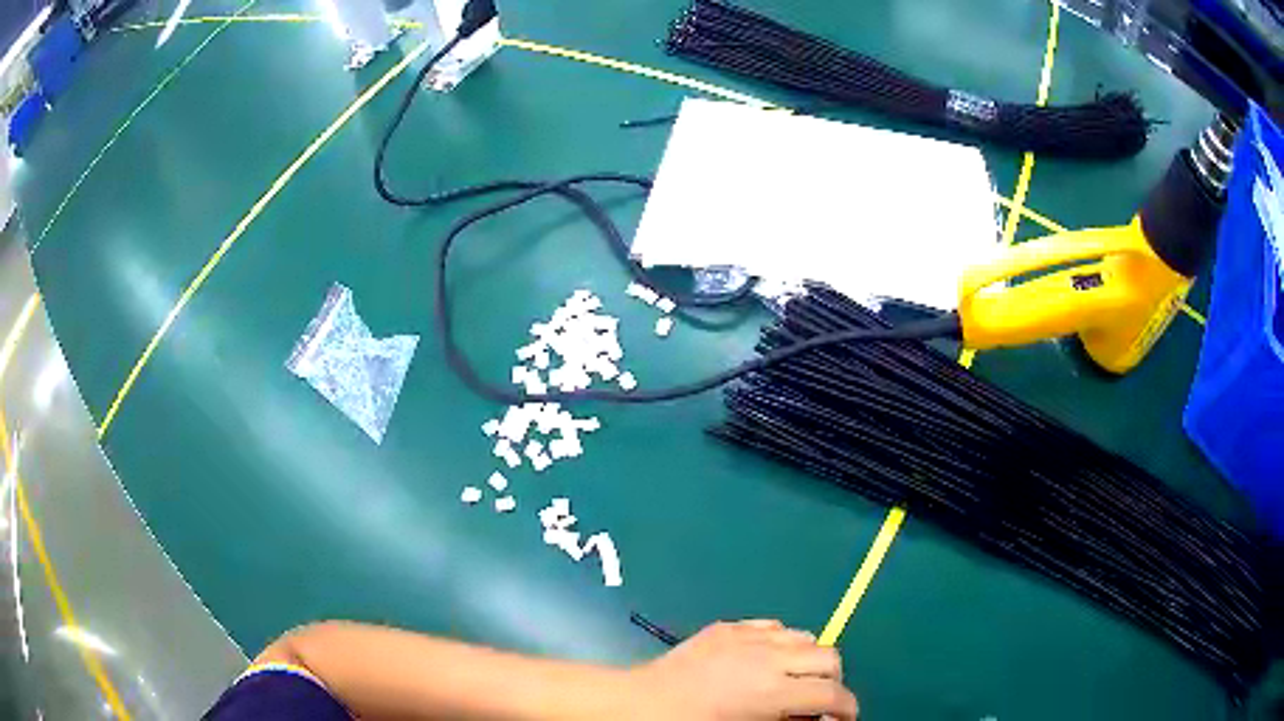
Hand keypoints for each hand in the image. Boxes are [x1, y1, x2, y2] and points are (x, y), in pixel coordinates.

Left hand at [624, 619, 858, 719]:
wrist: (640, 704)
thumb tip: (818, 718)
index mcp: (774, 691)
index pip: (832, 694)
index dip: (847, 708)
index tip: (844, 718)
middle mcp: (768, 656)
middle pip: (829, 656)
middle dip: (833, 680)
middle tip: (819, 701)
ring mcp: (747, 636)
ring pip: (804, 636)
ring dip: (809, 658)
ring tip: (793, 678)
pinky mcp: (727, 626)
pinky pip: (772, 626)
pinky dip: (781, 642)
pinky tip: (765, 660)